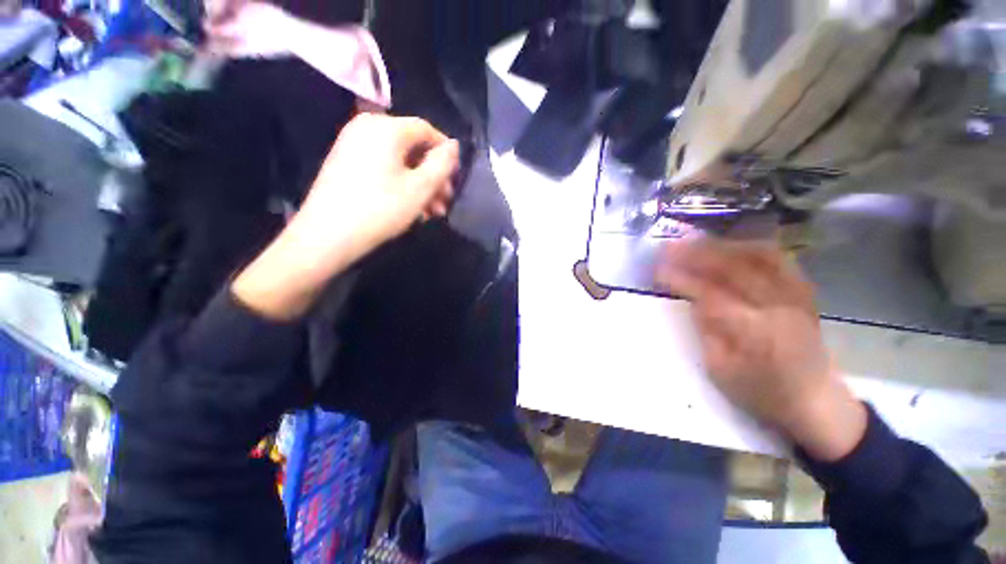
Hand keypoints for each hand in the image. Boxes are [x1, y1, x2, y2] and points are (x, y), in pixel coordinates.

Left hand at [232, 114, 458, 320]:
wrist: (327, 235)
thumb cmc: (380, 209)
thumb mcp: (421, 188)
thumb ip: (442, 164)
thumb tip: (453, 146)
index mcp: (386, 127)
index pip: (427, 130)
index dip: (446, 154)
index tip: (455, 180)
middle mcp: (367, 127)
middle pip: (413, 147)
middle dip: (434, 176)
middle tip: (445, 202)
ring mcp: (353, 144)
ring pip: (400, 161)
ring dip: (420, 185)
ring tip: (432, 212)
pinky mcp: (346, 162)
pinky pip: (384, 168)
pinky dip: (401, 185)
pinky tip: (412, 208)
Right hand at [655, 236, 866, 461]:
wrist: (815, 400)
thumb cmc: (761, 392)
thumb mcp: (720, 369)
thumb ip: (705, 329)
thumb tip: (691, 298)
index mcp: (755, 333)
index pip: (712, 294)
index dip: (682, 279)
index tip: (657, 270)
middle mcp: (779, 307)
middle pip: (735, 268)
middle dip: (697, 253)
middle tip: (669, 247)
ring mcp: (796, 296)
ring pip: (758, 256)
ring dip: (722, 245)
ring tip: (694, 241)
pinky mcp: (803, 291)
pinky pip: (777, 258)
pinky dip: (749, 247)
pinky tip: (729, 245)